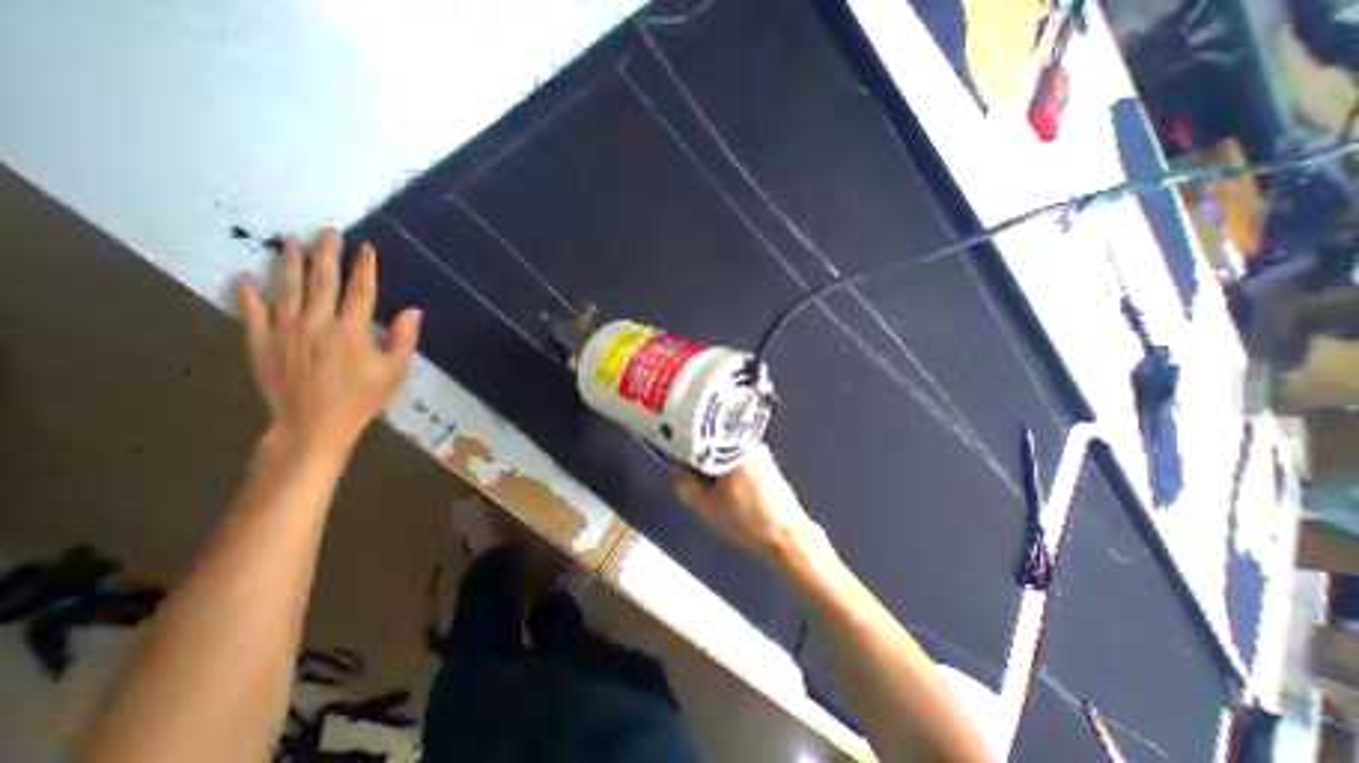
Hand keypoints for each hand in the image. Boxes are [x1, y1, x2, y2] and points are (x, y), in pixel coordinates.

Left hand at [232, 229, 422, 456]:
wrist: (313, 424)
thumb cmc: (362, 397)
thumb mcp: (394, 371)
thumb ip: (404, 339)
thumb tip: (414, 310)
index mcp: (351, 330)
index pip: (360, 291)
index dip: (365, 268)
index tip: (366, 247)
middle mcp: (317, 323)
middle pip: (322, 282)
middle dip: (327, 255)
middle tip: (327, 232)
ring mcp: (285, 331)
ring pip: (287, 290)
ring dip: (291, 265)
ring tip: (291, 243)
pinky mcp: (261, 343)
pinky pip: (252, 313)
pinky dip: (248, 294)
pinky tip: (245, 277)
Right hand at [677, 443, 835, 569]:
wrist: (788, 538)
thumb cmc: (746, 521)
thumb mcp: (706, 506)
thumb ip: (685, 484)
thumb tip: (682, 470)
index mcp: (733, 447)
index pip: (699, 438)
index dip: (686, 451)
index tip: (681, 465)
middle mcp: (748, 442)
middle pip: (714, 445)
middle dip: (703, 462)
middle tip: (699, 483)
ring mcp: (761, 452)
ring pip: (727, 454)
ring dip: (717, 468)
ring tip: (716, 490)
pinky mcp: (768, 464)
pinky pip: (740, 460)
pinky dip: (731, 472)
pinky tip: (732, 493)